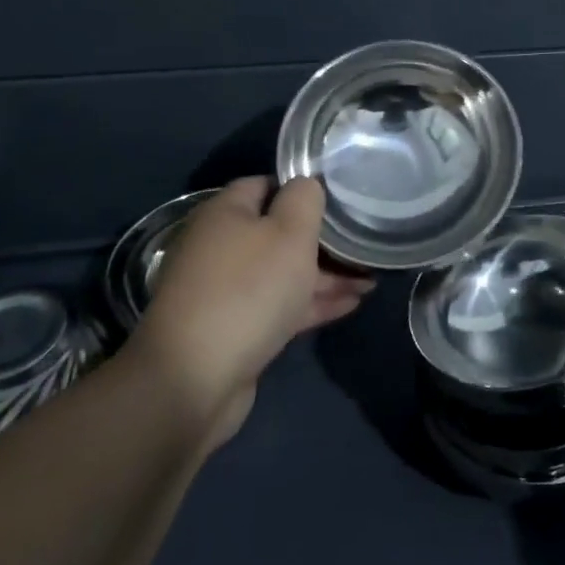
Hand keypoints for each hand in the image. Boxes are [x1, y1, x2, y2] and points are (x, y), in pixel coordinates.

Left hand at [128, 176, 371, 443]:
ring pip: (281, 272)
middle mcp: (219, 246)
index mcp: (225, 213)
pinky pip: (278, 305)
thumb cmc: (248, 290)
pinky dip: (310, 303)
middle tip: (362, 245)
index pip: (266, 184)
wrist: (194, 380)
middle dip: (321, 240)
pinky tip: (349, 306)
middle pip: (276, 232)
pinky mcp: (233, 329)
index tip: (339, 200)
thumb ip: (304, 199)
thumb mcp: (289, 232)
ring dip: (324, 276)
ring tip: (369, 280)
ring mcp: (224, 290)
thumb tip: (306, 184)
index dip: (302, 189)